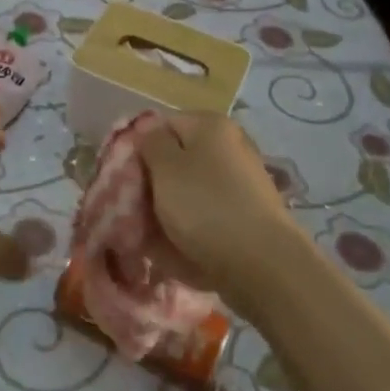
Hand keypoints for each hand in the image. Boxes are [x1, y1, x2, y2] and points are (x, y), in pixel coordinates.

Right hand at [139, 112, 301, 314]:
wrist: (263, 266)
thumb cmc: (205, 207)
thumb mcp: (165, 168)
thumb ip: (150, 142)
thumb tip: (149, 130)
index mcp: (210, 125)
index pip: (160, 126)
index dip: (139, 151)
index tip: (125, 180)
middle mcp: (230, 144)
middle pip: (177, 158)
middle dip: (155, 183)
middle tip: (136, 210)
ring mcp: (243, 180)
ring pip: (192, 189)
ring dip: (172, 208)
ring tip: (154, 235)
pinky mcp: (249, 213)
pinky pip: (209, 213)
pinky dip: (194, 227)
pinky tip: (181, 248)